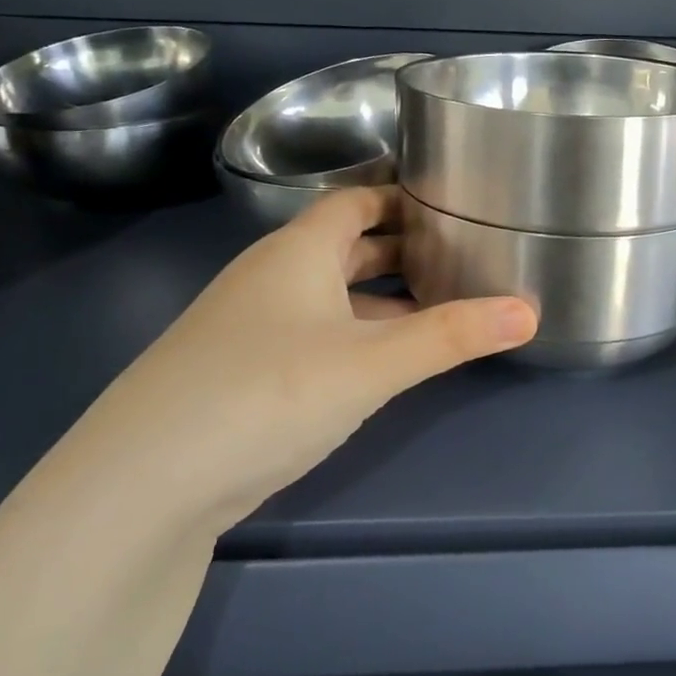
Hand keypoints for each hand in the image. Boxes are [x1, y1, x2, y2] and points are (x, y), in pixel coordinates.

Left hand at [59, 186, 536, 534]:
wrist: (146, 482)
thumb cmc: (267, 392)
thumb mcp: (371, 362)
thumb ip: (451, 336)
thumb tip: (530, 311)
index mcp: (298, 252)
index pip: (355, 199)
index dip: (400, 193)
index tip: (452, 196)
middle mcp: (272, 277)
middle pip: (346, 244)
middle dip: (400, 245)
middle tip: (462, 250)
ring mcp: (253, 326)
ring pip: (331, 293)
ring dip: (381, 294)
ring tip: (440, 302)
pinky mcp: (245, 372)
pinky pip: (316, 333)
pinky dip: (356, 333)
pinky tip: (385, 360)